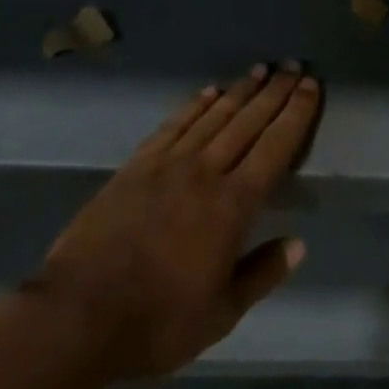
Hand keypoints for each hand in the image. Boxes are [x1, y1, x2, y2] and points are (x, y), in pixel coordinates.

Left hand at [36, 62, 319, 380]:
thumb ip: (262, 274)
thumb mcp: (220, 314)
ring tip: (260, 70)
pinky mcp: (137, 165)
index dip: (296, 114)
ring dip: (240, 91)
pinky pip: (174, 125)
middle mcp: (206, 172)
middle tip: (293, 66)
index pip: (275, 147)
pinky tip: (208, 92)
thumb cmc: (156, 322)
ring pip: (214, 116)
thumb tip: (298, 244)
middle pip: (248, 122)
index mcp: (233, 205)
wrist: (77, 314)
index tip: (311, 87)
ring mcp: (168, 164)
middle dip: (275, 92)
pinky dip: (195, 105)